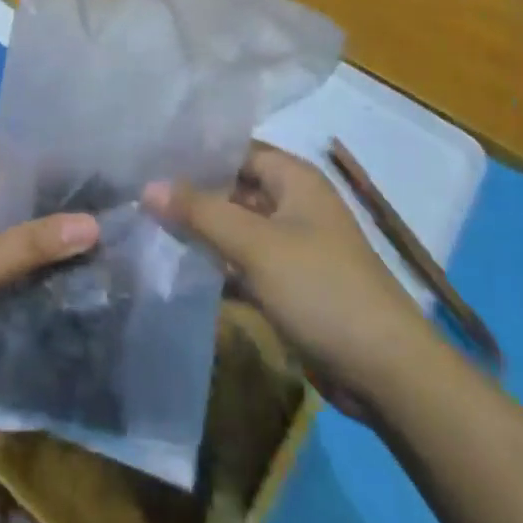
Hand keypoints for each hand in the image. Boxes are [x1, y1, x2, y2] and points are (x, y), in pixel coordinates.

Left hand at [0, 158, 98, 382]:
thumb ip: (32, 244)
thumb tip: (95, 223)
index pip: (21, 160)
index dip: (59, 162)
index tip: (104, 171)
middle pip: (22, 198)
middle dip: (61, 206)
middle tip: (114, 211)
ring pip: (16, 232)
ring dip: (47, 239)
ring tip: (102, 243)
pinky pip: (6, 263)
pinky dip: (31, 267)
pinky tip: (66, 278)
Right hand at [145, 145, 421, 416]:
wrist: (385, 372)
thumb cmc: (321, 289)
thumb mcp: (256, 245)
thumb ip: (201, 212)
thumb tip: (148, 186)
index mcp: (294, 179)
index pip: (236, 150)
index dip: (196, 152)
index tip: (148, 157)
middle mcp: (293, 204)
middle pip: (234, 188)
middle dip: (192, 194)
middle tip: (137, 194)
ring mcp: (291, 246)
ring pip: (236, 228)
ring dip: (201, 232)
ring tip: (146, 227)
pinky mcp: (289, 285)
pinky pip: (244, 264)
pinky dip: (217, 265)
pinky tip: (177, 269)